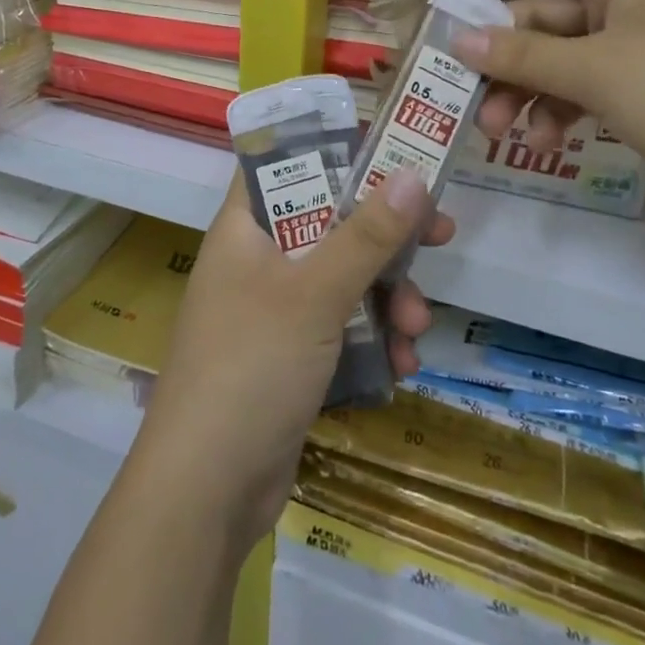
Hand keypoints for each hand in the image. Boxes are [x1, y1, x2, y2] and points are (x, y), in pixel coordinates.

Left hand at [133, 168, 452, 549]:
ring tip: (420, 327)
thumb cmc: (252, 366)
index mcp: (245, 228)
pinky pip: (342, 329)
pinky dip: (374, 339)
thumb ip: (366, 235)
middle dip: (385, 237)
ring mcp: (274, 312)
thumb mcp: (315, 293)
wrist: (205, 491)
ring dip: (389, 298)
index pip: (286, 165)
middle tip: (439, 233)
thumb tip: (412, 175)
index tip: (392, 156)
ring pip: (344, 280)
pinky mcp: (291, 358)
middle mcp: (258, 261)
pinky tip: (403, 365)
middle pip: (329, 223)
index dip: (336, 153)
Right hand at [447, 0, 644, 233]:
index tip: (440, 4)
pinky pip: (592, 88)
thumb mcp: (598, 72)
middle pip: (547, 14)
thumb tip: (460, 40)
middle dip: (504, 54)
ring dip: (528, 89)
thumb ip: (523, 56)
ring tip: (499, 131)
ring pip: (565, 58)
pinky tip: (546, 141)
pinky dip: (563, 109)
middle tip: (463, 92)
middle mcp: (635, 2)